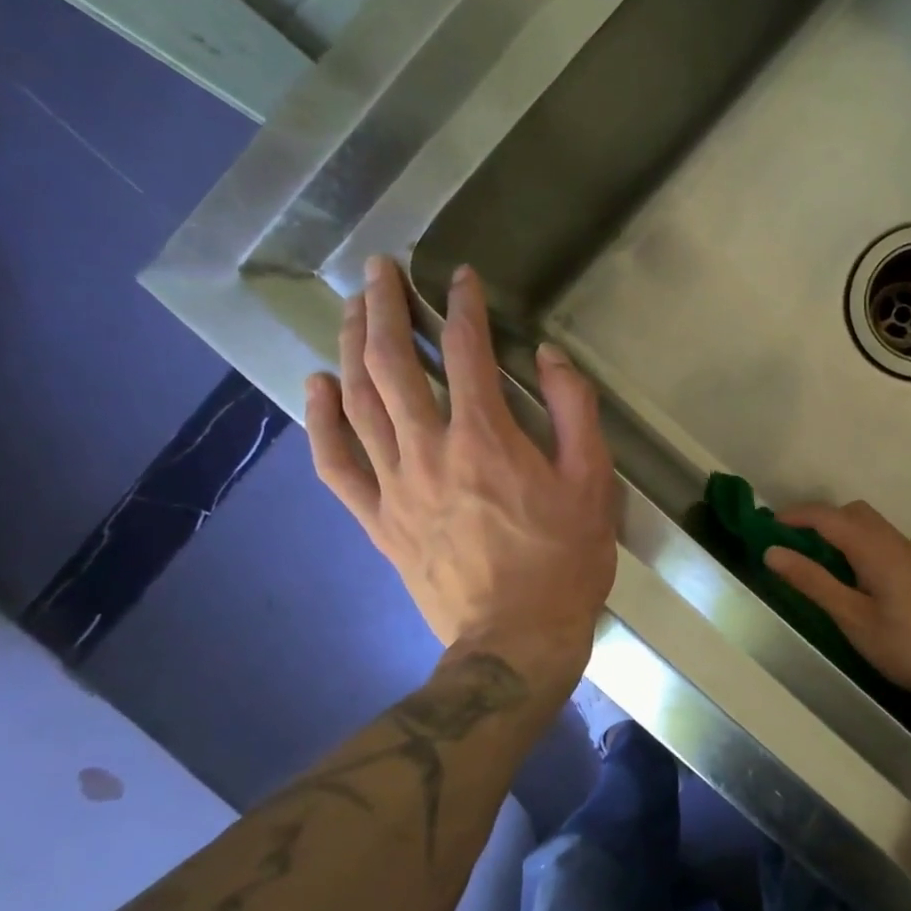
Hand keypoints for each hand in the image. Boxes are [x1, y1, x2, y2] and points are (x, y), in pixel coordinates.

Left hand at [306, 257, 617, 703]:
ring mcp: (395, 486)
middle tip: (379, 269)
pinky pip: (337, 464)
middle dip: (386, 308)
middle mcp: (430, 450)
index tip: (460, 277)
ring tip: (352, 309)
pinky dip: (321, 422)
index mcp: (487, 438)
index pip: (467, 352)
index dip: (463, 306)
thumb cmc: (564, 560)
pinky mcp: (378, 520)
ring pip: (360, 403)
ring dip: (352, 347)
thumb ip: (575, 411)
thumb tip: (548, 356)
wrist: (516, 640)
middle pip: (394, 365)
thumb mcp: (593, 482)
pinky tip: (317, 387)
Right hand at [765, 501, 910, 720]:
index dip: (795, 516)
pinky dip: (861, 548)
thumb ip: (813, 582)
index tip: (766, 527)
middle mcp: (897, 542)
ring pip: (873, 529)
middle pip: (854, 514)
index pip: (828, 517)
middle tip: (794, 546)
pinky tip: (858, 582)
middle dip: (821, 521)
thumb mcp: (853, 618)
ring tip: (820, 565)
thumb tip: (773, 552)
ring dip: (842, 534)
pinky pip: (885, 545)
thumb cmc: (910, 645)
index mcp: (876, 548)